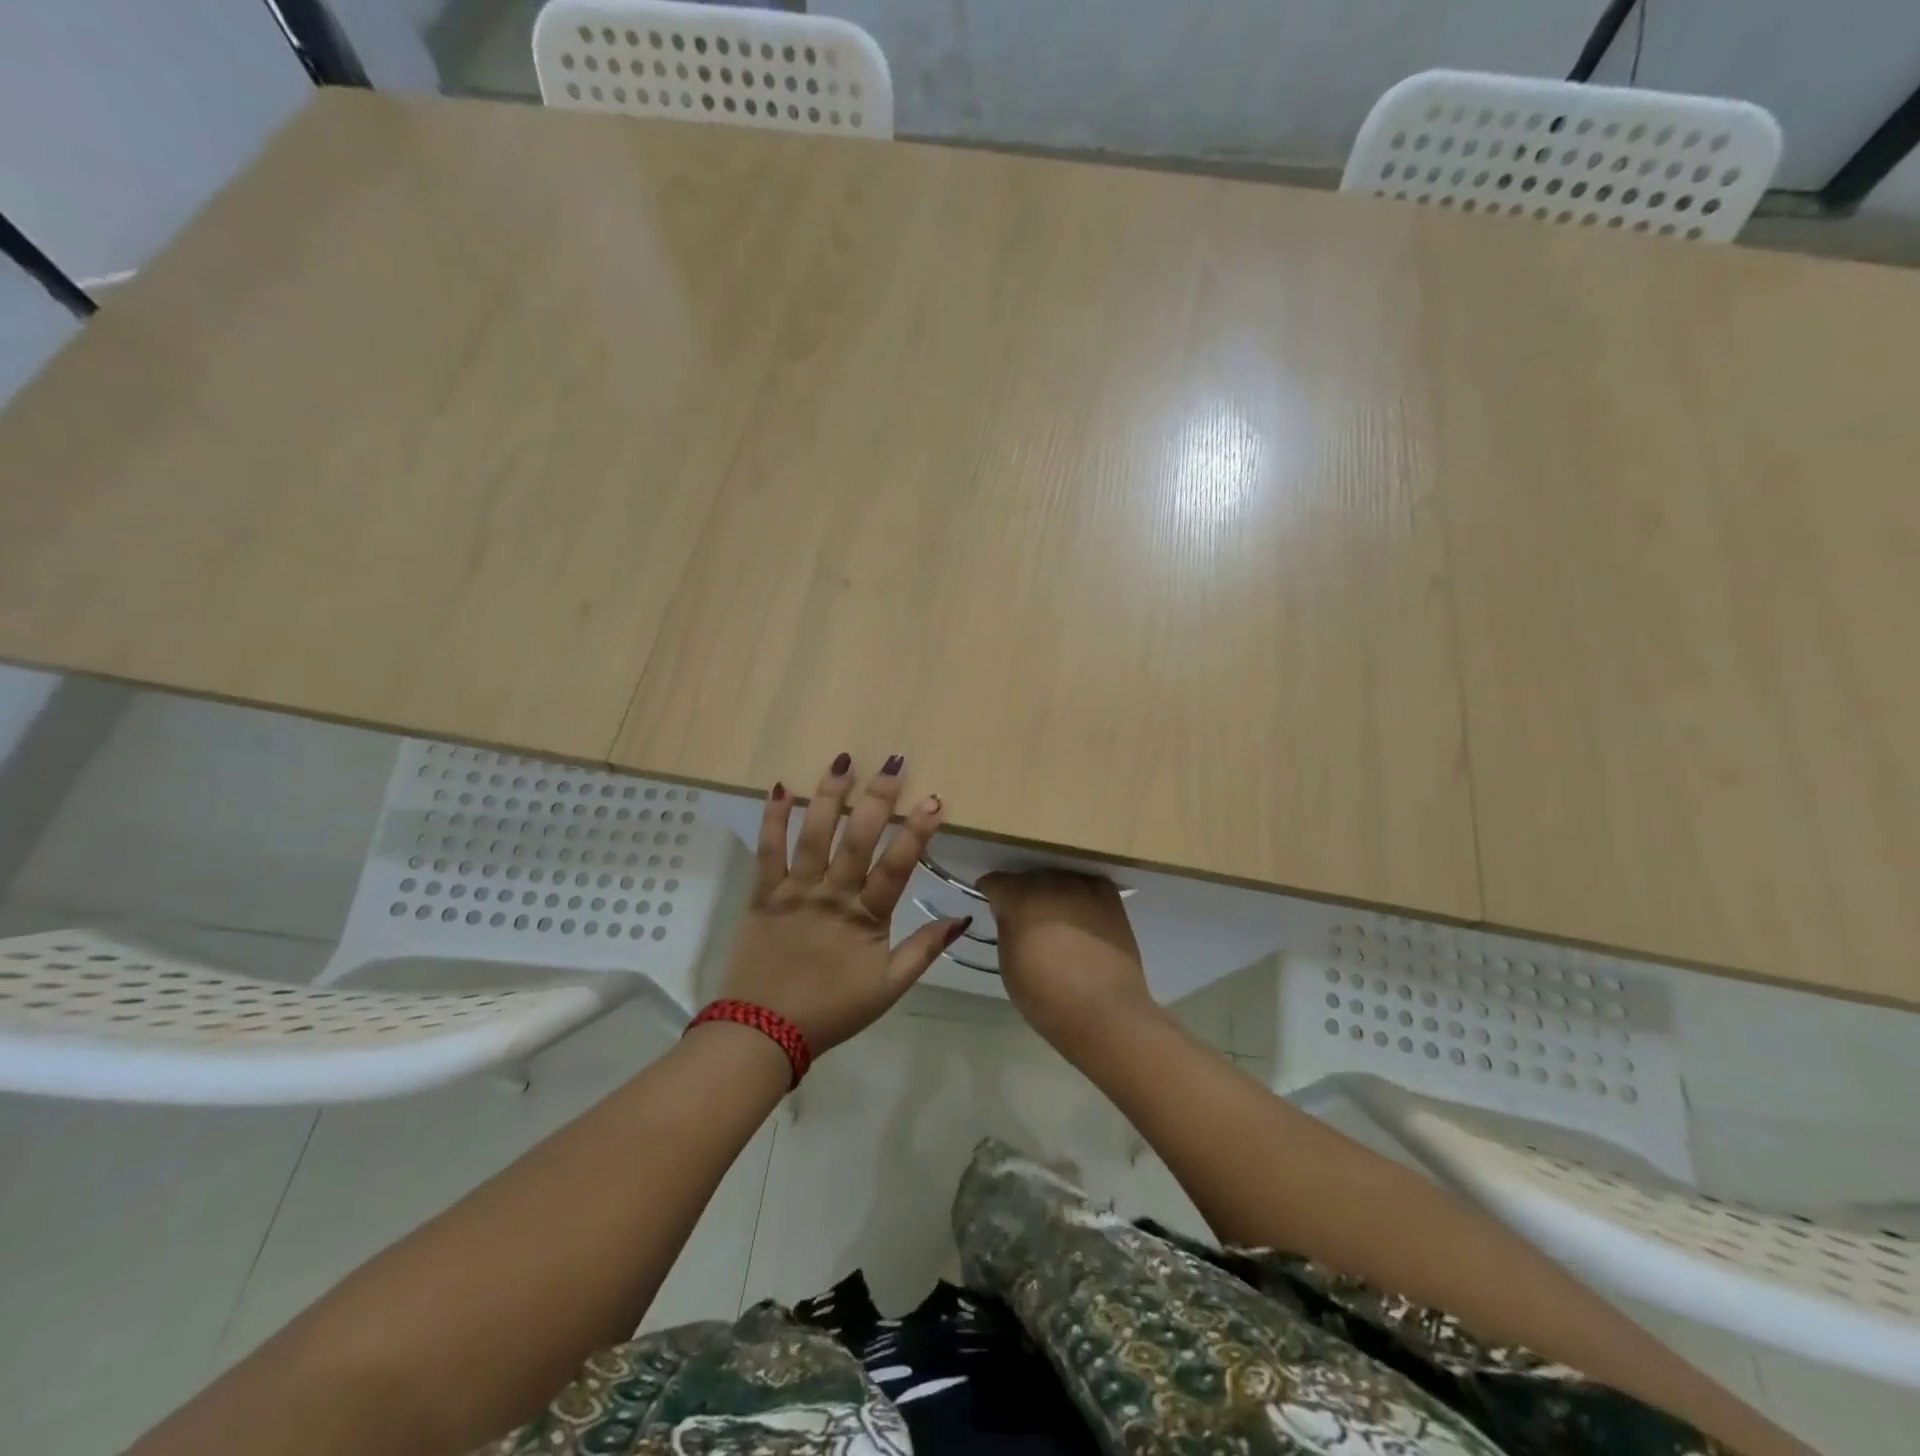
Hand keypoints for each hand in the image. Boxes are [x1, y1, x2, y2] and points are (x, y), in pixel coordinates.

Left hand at [718, 755, 967, 1055]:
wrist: (762, 1034)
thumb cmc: (831, 1011)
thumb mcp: (888, 989)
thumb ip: (924, 950)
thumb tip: (962, 917)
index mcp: (865, 918)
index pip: (897, 867)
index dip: (917, 832)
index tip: (934, 799)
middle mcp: (831, 895)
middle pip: (858, 839)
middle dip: (878, 799)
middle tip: (894, 763)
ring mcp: (794, 891)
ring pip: (814, 834)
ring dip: (829, 795)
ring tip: (843, 761)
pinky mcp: (762, 894)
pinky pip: (767, 851)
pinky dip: (772, 819)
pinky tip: (780, 787)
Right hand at [977, 871, 1158, 1056]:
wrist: (1107, 1014)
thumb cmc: (1048, 999)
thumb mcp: (1009, 967)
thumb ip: (1006, 929)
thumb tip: (1009, 913)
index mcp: (1020, 899)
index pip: (995, 882)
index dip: (991, 894)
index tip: (993, 907)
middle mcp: (1051, 883)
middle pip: (1027, 877)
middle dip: (1021, 893)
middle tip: (1025, 919)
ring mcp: (1083, 887)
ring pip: (1057, 879)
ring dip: (1051, 893)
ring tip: (1055, 918)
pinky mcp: (1109, 898)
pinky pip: (1087, 884)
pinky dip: (1080, 895)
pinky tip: (1081, 915)